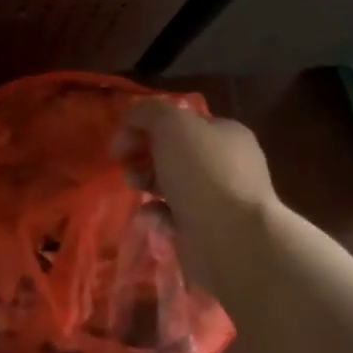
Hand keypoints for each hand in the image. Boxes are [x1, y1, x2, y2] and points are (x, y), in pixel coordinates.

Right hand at [113, 98, 276, 294]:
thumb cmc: (203, 174)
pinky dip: (157, 215)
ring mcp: (217, 199)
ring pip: (170, 185)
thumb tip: (134, 120)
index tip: (121, 141)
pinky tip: (152, 217)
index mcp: (224, 134)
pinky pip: (172, 216)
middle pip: (173, 154)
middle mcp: (225, 164)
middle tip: (125, 165)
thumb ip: (149, 113)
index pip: (180, 122)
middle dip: (143, 156)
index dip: (146, 127)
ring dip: (146, 183)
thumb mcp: (172, 125)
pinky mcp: (205, 230)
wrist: (231, 239)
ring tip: (135, 188)